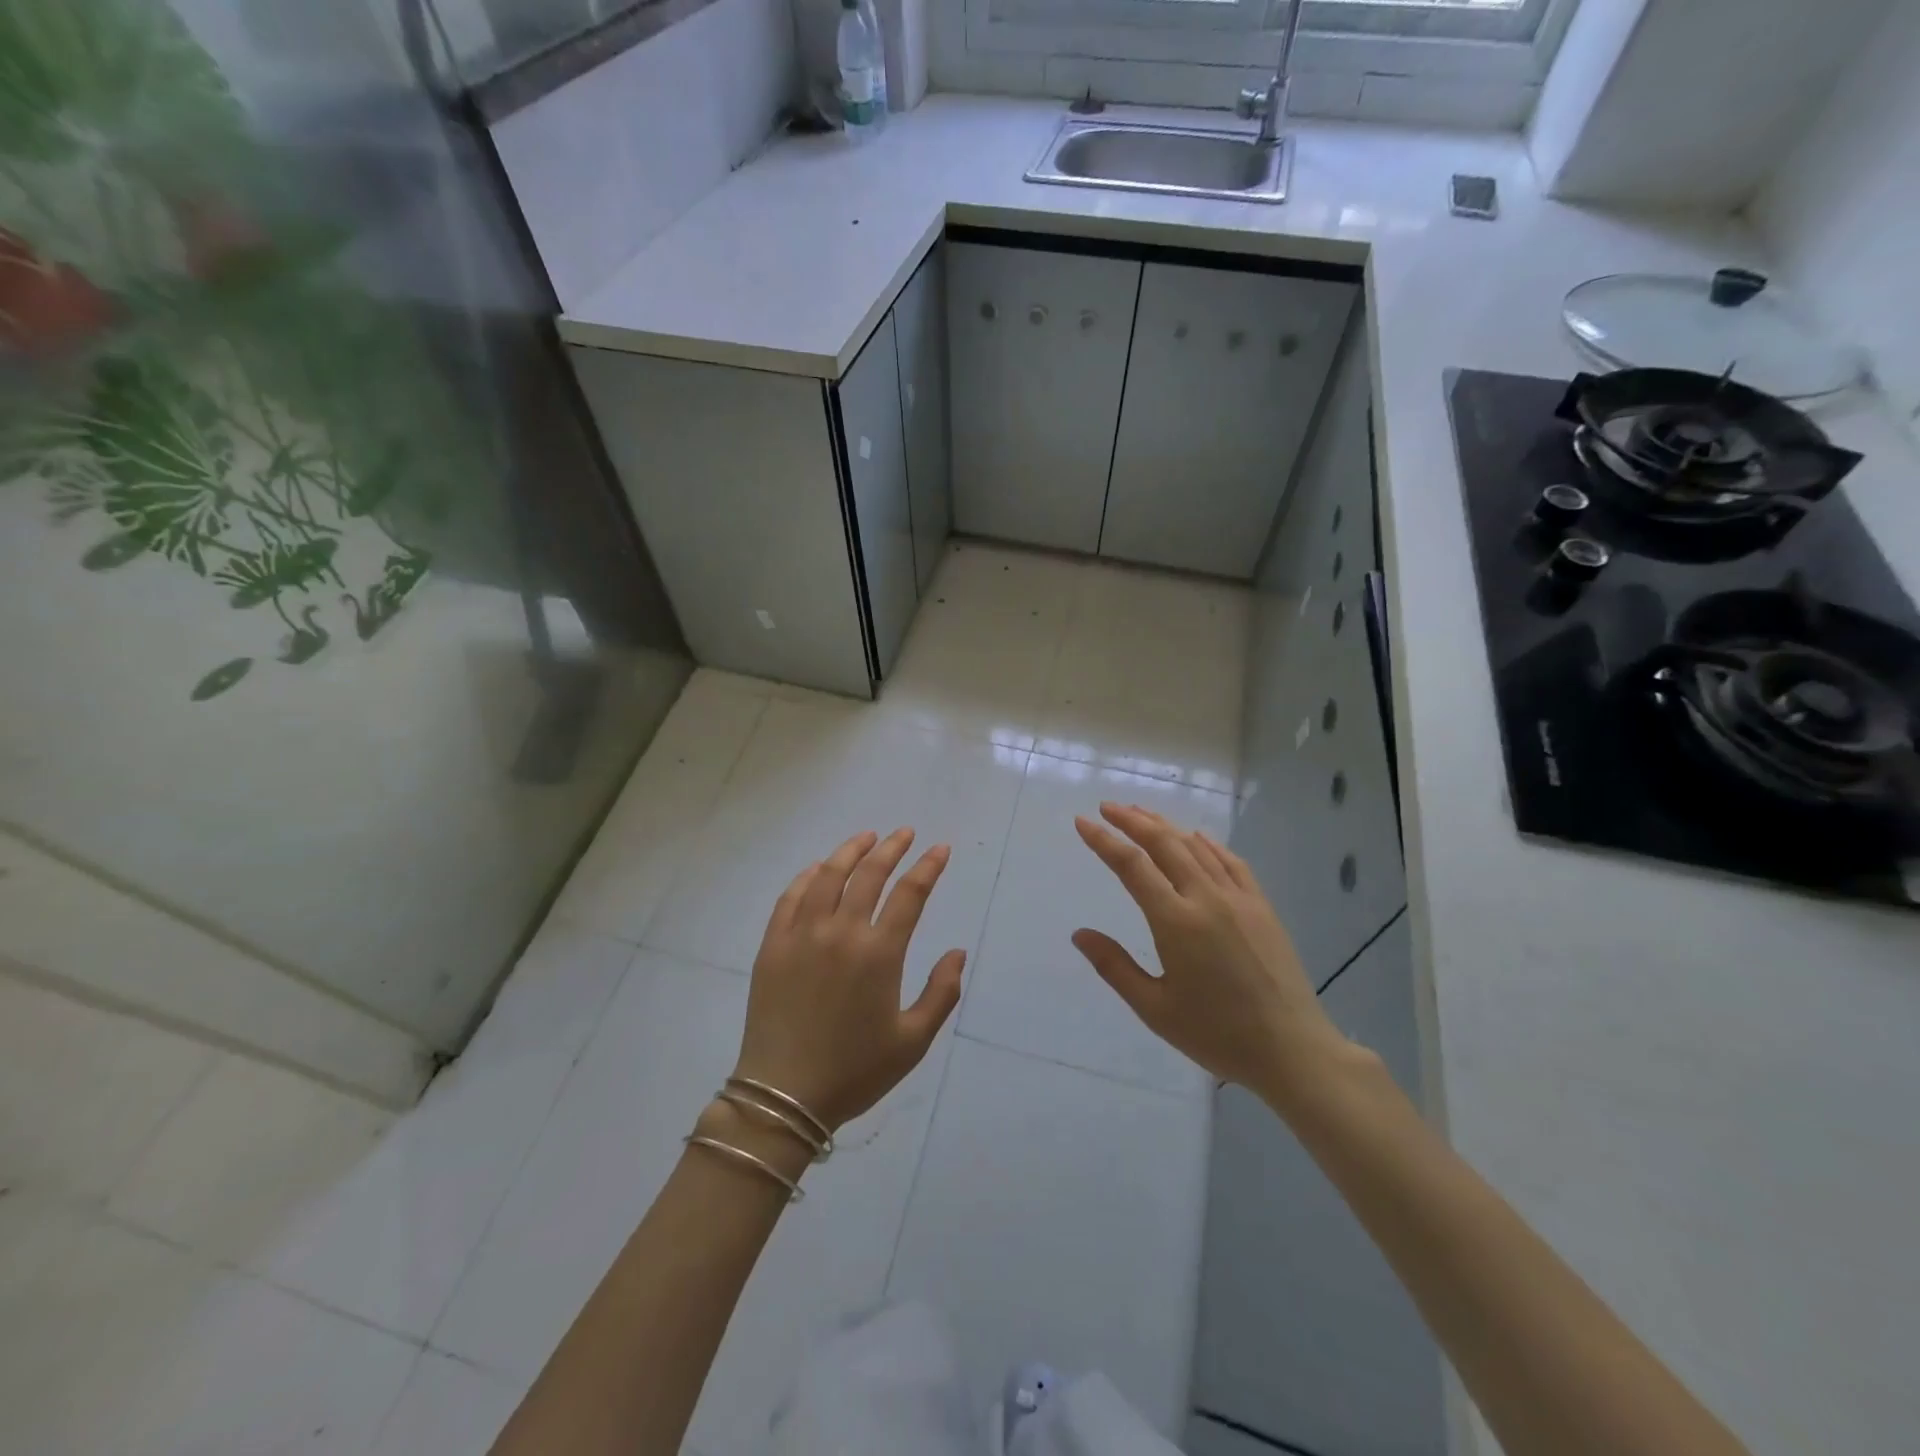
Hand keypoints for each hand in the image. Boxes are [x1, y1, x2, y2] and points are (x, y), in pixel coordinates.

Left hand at [732, 828, 965, 1131]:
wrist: (783, 1097)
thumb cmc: (855, 1071)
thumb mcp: (913, 1042)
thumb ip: (941, 993)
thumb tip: (957, 952)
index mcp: (879, 954)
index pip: (909, 894)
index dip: (928, 867)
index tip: (939, 849)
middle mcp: (841, 932)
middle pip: (869, 874)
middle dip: (891, 848)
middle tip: (904, 833)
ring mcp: (802, 935)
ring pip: (828, 875)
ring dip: (850, 851)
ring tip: (866, 837)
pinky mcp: (773, 945)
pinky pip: (791, 897)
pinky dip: (808, 875)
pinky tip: (819, 868)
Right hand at [1072, 803, 1347, 1105]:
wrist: (1292, 1051)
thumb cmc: (1217, 1035)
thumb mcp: (1155, 1009)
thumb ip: (1114, 967)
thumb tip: (1080, 934)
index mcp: (1176, 922)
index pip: (1132, 866)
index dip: (1104, 841)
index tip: (1083, 822)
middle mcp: (1207, 898)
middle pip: (1164, 843)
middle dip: (1132, 820)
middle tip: (1107, 806)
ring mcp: (1239, 899)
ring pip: (1196, 846)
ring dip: (1165, 826)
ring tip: (1141, 814)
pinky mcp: (1262, 906)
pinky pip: (1231, 862)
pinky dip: (1208, 843)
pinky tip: (1197, 838)